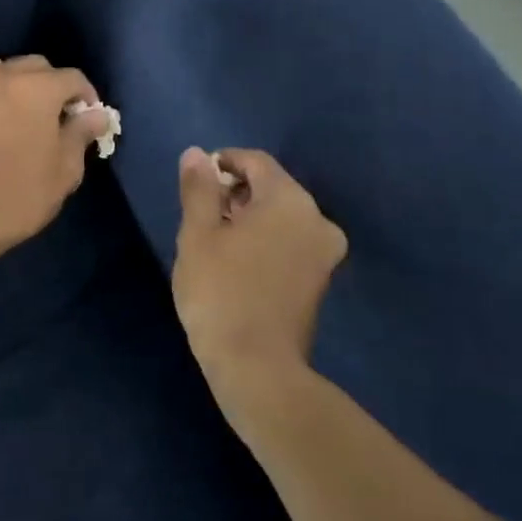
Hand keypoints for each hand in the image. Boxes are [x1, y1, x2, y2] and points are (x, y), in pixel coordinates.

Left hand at [0, 54, 114, 266]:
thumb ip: (81, 134)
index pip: (73, 78)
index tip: (90, 122)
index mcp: (38, 86)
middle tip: (59, 120)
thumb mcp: (65, 170)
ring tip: (25, 114)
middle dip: (52, 87)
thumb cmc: (19, 193)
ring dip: (18, 83)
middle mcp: (3, 75)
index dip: (87, 98)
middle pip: (36, 68)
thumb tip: (95, 115)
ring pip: (2, 69)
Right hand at [171, 147, 347, 398]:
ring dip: (250, 216)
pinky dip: (266, 239)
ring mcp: (324, 252)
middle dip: (236, 192)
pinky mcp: (321, 279)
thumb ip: (199, 189)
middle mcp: (317, 219)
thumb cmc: (220, 292)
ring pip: (282, 216)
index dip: (224, 162)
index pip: (256, 162)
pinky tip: (237, 260)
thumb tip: (197, 154)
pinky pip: (291, 241)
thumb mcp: (197, 234)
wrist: (257, 367)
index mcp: (289, 200)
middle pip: (272, 187)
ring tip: (215, 237)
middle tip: (201, 212)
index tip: (197, 179)